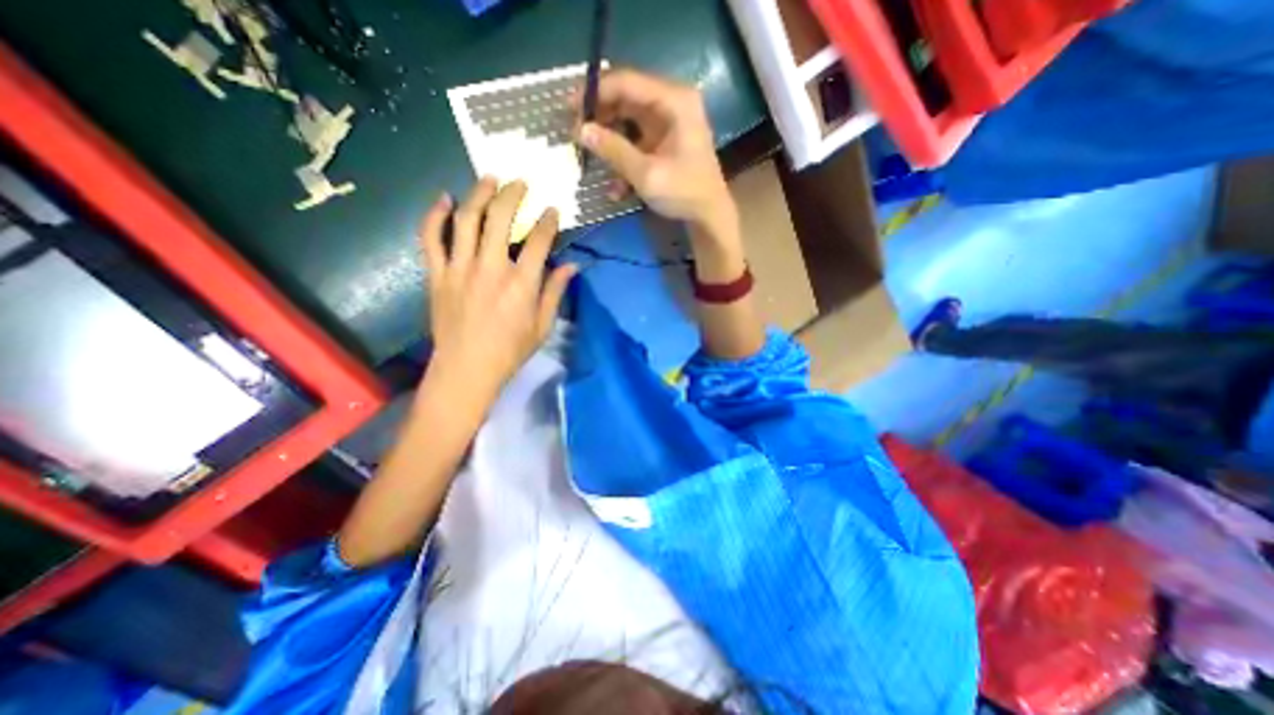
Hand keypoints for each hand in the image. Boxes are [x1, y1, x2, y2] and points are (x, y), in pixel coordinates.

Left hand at [418, 178, 578, 406]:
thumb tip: (571, 266)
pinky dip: (435, 215)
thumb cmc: (511, 351)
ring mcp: (460, 268)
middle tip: (519, 183)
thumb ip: (555, 292)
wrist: (467, 369)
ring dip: (479, 194)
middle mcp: (491, 268)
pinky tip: (444, 200)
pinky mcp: (437, 274)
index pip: (538, 240)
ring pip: (467, 219)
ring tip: (489, 179)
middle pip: (500, 218)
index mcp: (521, 283)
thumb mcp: (543, 325)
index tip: (551, 211)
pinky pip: (431, 238)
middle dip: (512, 194)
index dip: (547, 221)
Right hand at [575, 67, 730, 230]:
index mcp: (674, 100)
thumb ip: (613, 150)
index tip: (570, 110)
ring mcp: (668, 123)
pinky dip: (623, 159)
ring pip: (627, 121)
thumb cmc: (683, 193)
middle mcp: (672, 103)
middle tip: (576, 136)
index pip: (626, 81)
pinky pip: (636, 141)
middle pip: (625, 99)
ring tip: (590, 161)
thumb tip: (580, 131)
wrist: (708, 216)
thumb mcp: (646, 174)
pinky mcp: (664, 141)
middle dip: (600, 119)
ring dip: (609, 143)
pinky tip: (616, 187)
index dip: (595, 93)